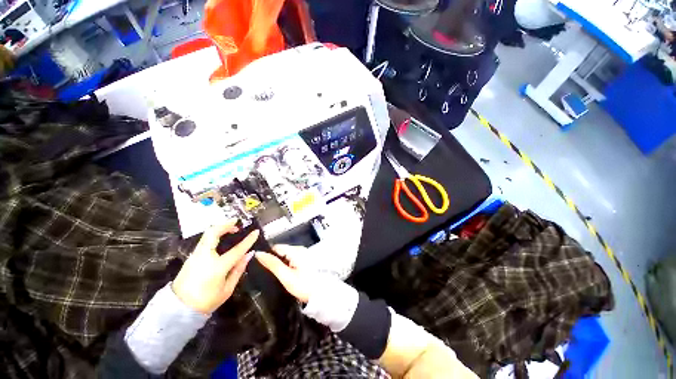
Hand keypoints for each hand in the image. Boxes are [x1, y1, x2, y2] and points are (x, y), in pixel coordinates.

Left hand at [172, 221, 259, 313]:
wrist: (178, 309)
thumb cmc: (206, 301)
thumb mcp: (227, 289)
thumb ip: (238, 269)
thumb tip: (249, 254)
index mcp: (217, 267)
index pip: (237, 249)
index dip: (248, 240)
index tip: (256, 232)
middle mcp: (204, 257)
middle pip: (213, 233)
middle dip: (226, 225)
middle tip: (236, 223)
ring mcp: (195, 256)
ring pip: (207, 235)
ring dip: (219, 229)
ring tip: (230, 229)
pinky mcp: (191, 257)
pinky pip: (204, 241)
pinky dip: (214, 236)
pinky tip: (221, 240)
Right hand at [255, 245, 312, 302]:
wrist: (320, 293)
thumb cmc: (303, 285)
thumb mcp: (285, 276)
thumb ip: (272, 264)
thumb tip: (259, 253)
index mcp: (296, 250)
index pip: (276, 247)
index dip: (267, 255)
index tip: (261, 265)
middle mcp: (301, 249)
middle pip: (281, 251)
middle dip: (274, 260)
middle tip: (269, 272)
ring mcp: (304, 254)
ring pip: (286, 255)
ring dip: (281, 263)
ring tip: (277, 274)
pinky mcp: (305, 260)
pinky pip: (292, 259)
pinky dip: (287, 265)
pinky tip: (286, 274)